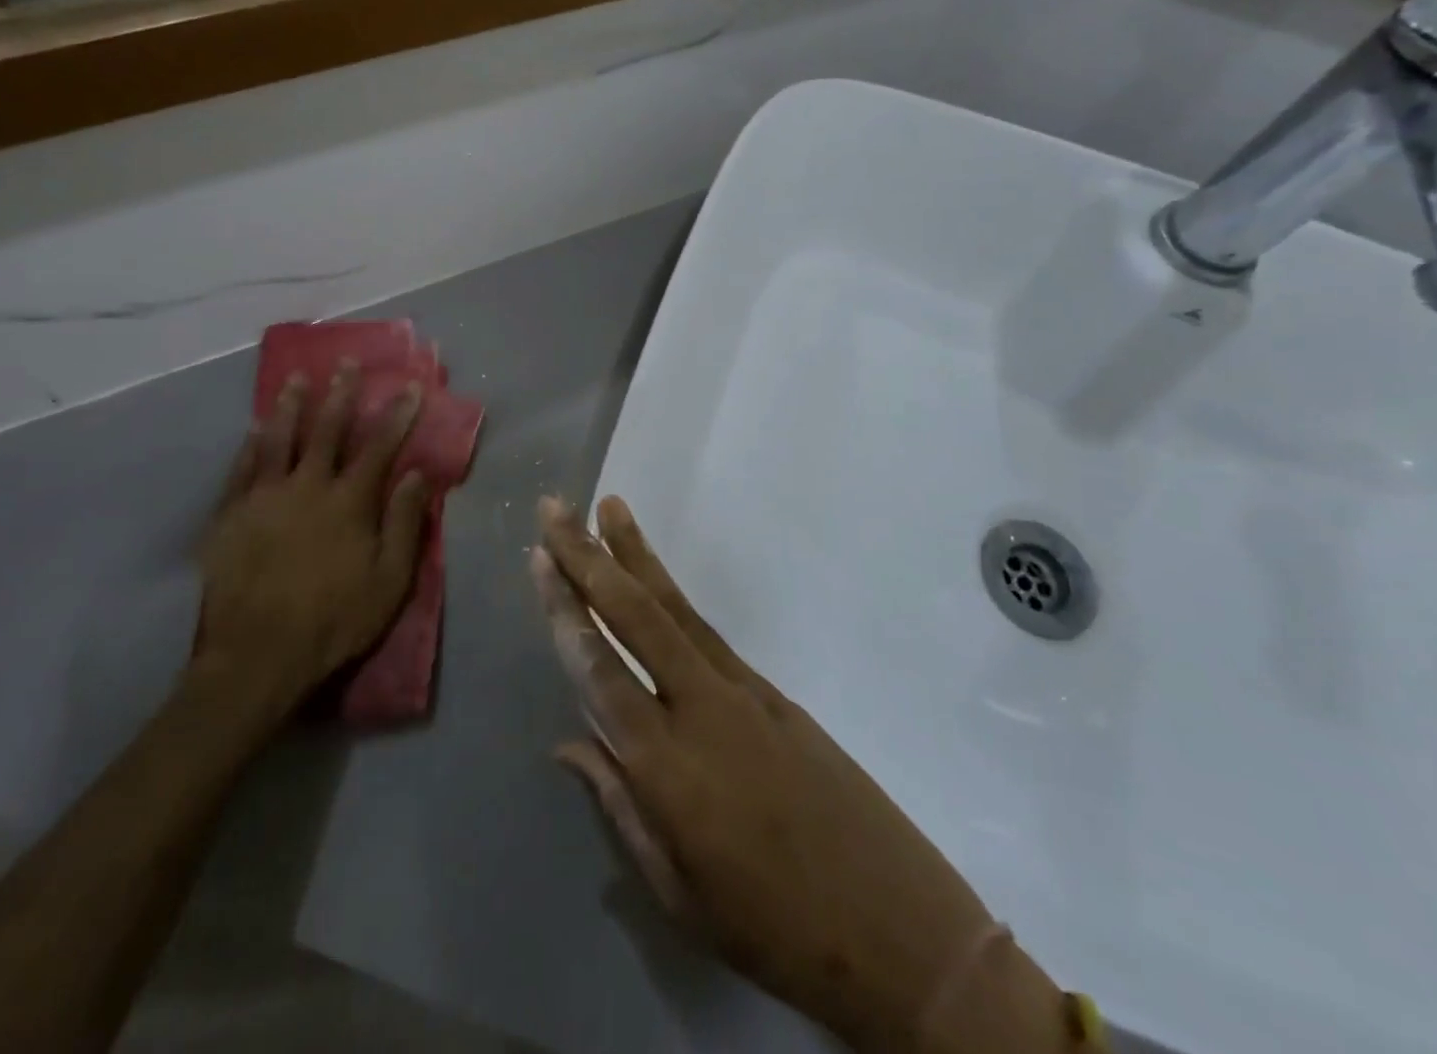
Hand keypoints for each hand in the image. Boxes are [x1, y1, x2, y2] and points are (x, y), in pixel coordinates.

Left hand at [192, 362, 428, 730]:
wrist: (257, 657)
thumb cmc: (335, 620)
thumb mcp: (390, 579)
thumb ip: (404, 522)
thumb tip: (419, 473)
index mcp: (350, 502)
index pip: (380, 447)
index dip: (398, 415)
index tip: (410, 387)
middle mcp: (307, 487)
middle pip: (327, 431)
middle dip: (341, 394)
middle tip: (346, 363)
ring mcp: (264, 498)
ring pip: (279, 440)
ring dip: (291, 406)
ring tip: (297, 378)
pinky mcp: (229, 516)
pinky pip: (241, 469)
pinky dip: (251, 445)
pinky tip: (255, 428)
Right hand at [530, 497, 1069, 1053]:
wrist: (897, 926)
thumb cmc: (773, 929)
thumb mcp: (680, 893)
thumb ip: (620, 806)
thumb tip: (569, 744)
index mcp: (668, 768)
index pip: (599, 671)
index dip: (565, 612)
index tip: (539, 560)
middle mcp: (701, 709)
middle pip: (635, 616)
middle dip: (589, 558)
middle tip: (555, 509)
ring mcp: (743, 691)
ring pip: (675, 608)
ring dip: (635, 554)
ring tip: (607, 508)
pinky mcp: (772, 690)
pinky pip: (707, 631)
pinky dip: (673, 593)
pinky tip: (653, 577)